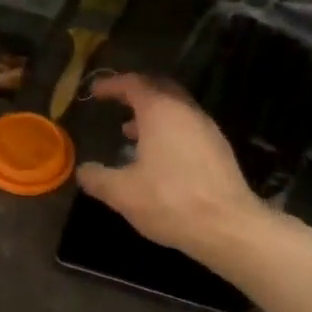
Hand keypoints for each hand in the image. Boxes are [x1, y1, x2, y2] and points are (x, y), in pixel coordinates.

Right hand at [76, 74, 262, 264]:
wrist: (228, 227)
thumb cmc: (170, 201)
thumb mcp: (122, 193)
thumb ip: (98, 178)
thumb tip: (83, 171)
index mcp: (161, 111)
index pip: (134, 84)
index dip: (112, 84)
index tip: (95, 91)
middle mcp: (186, 112)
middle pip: (159, 90)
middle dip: (135, 94)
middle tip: (116, 103)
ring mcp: (207, 130)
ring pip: (176, 110)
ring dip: (152, 115)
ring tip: (129, 133)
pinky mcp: (219, 150)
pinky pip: (188, 128)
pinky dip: (168, 132)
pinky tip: (158, 158)